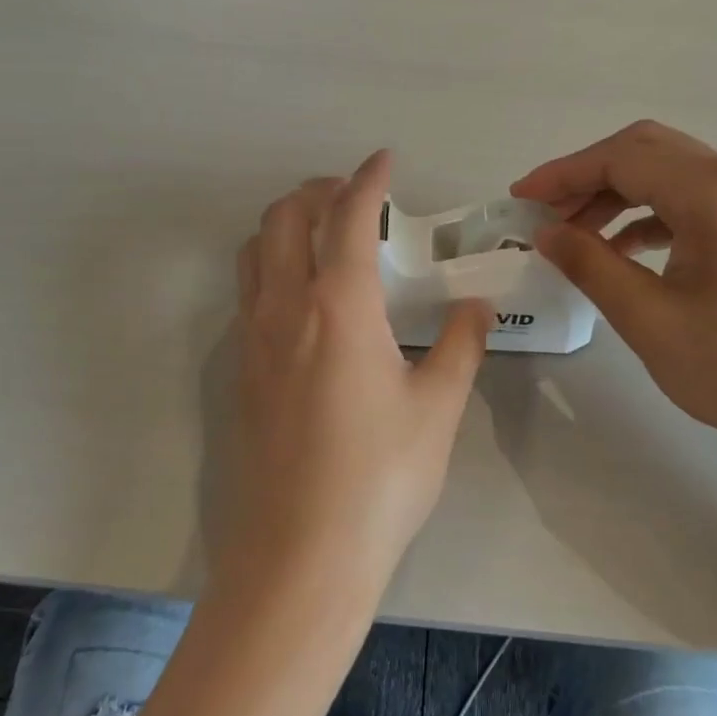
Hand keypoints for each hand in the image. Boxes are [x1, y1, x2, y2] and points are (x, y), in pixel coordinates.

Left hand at [228, 151, 489, 595]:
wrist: (300, 555)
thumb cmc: (380, 476)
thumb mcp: (437, 407)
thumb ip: (460, 344)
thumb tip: (476, 305)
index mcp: (339, 305)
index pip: (348, 217)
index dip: (367, 179)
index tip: (383, 160)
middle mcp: (285, 309)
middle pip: (283, 219)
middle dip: (317, 192)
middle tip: (354, 197)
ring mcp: (253, 341)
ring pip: (253, 252)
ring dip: (284, 225)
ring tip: (323, 237)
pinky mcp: (240, 373)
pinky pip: (247, 293)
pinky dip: (271, 267)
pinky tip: (303, 299)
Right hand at [512, 120, 716, 465]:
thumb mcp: (650, 320)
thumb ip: (591, 266)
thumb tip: (545, 232)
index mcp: (715, 193)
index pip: (622, 158)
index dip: (563, 174)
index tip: (519, 199)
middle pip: (646, 151)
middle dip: (587, 175)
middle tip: (544, 212)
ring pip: (668, 174)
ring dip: (615, 194)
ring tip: (572, 233)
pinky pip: (690, 201)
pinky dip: (647, 214)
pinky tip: (620, 249)